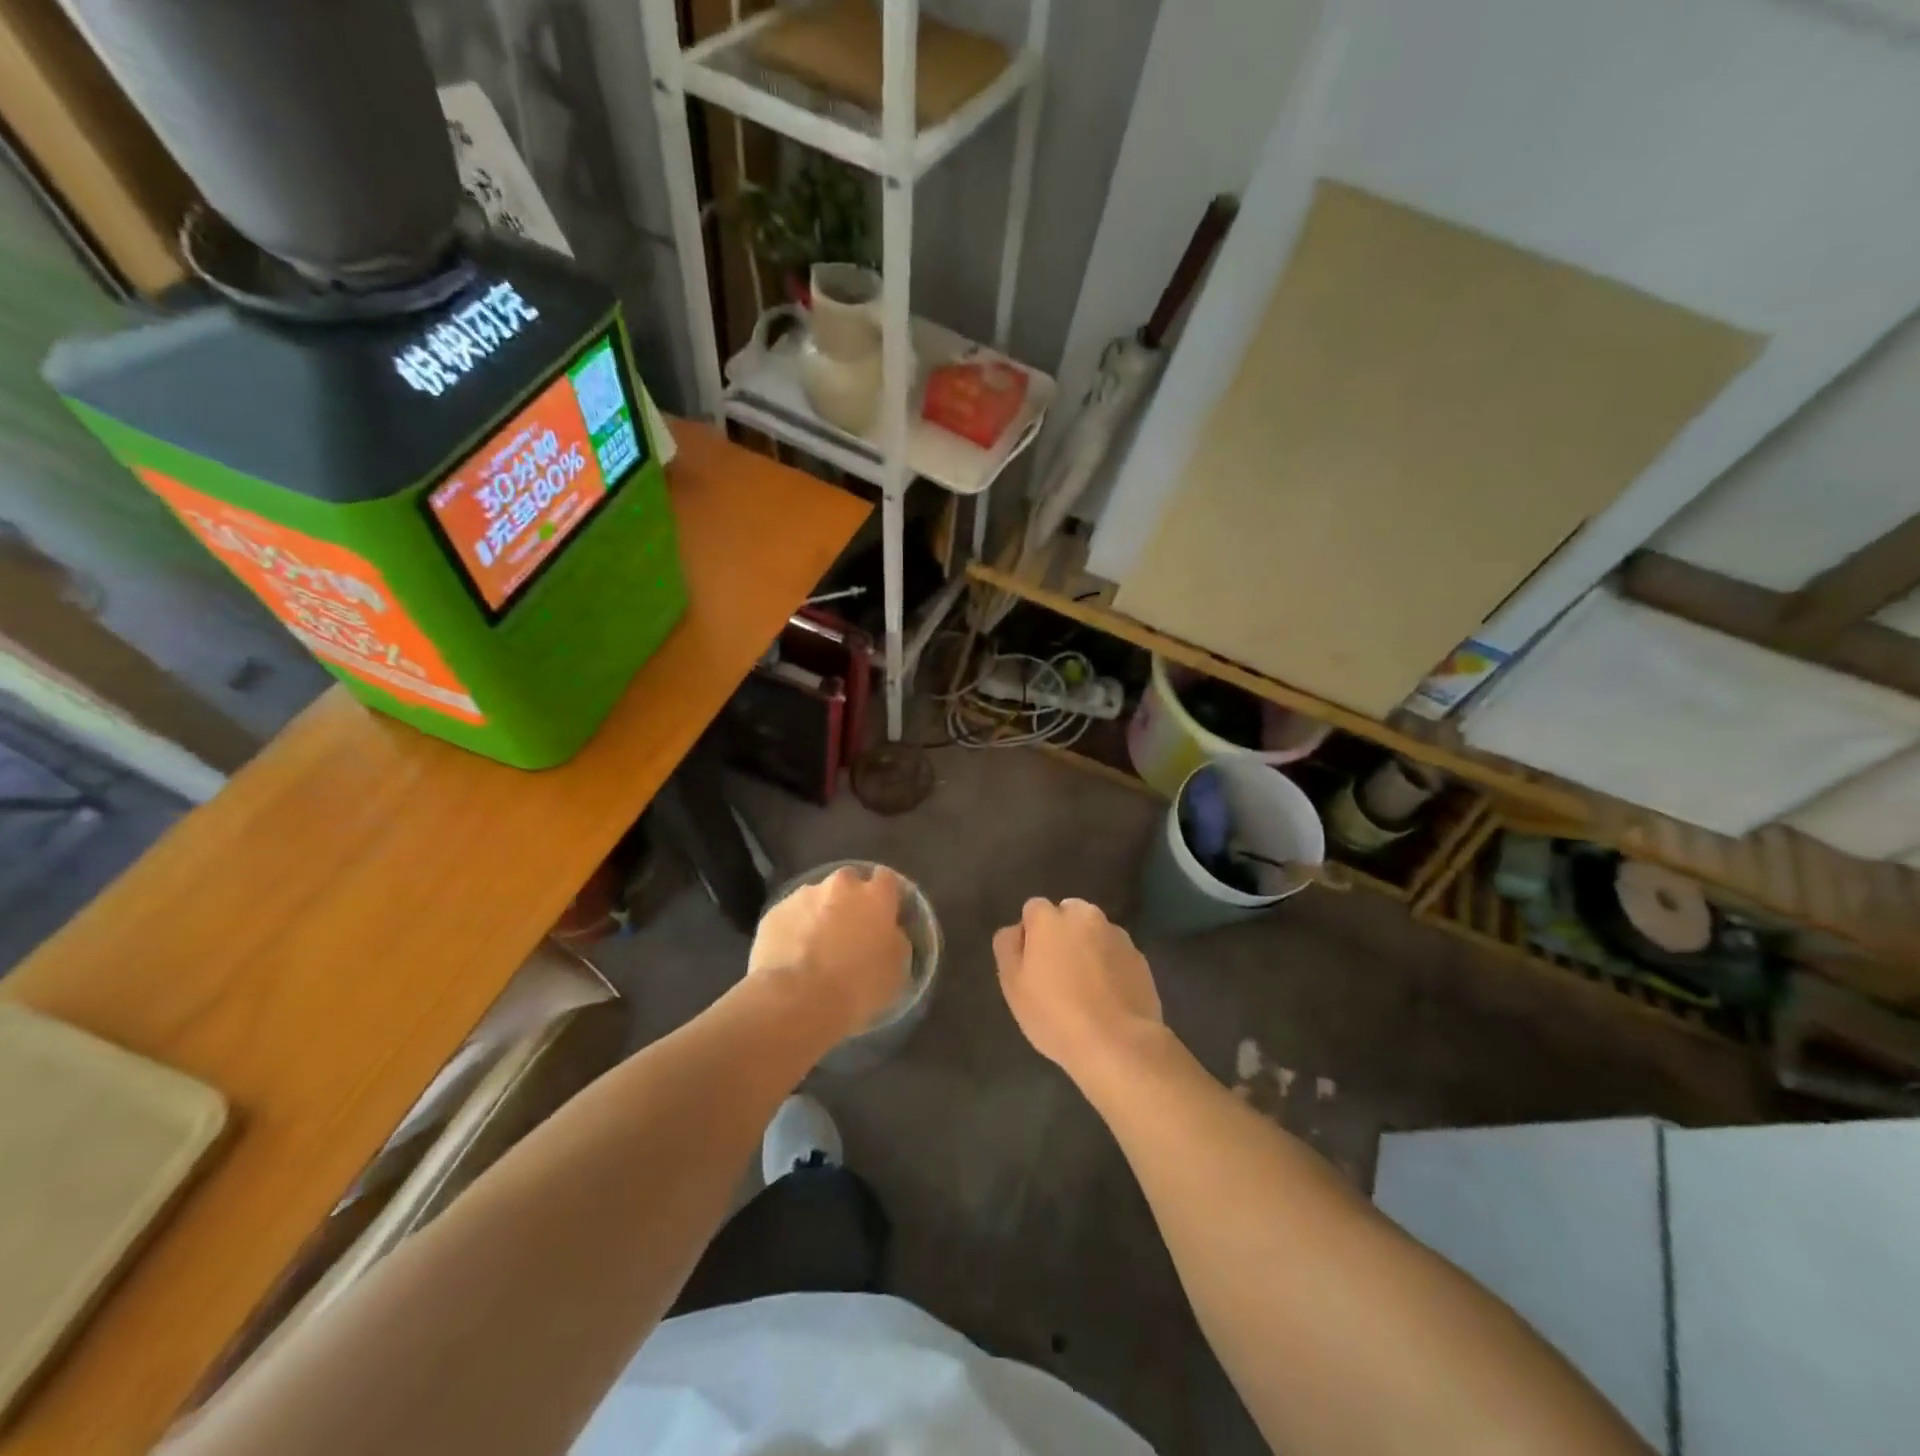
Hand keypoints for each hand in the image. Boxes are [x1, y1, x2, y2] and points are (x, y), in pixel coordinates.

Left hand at [749, 865, 910, 1047]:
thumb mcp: (897, 968)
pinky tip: (792, 956)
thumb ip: (896, 939)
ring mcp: (804, 895)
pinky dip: (794, 929)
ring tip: (815, 948)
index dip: (885, 897)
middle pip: (849, 882)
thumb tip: (889, 932)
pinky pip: (791, 916)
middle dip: (850, 900)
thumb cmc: (858, 986)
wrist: (797, 1000)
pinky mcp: (775, 912)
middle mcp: (841, 885)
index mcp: (876, 895)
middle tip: (849, 931)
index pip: (886, 879)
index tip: (884, 916)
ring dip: (820, 914)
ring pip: (817, 898)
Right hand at [993, 898, 1164, 1084]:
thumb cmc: (1055, 1014)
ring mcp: (1117, 935)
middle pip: (1068, 914)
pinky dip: (1110, 966)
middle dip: (1061, 934)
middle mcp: (1085, 916)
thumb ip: (1008, 947)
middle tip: (1058, 973)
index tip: (1032, 964)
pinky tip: (1107, 997)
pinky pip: (1116, 954)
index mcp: (1050, 918)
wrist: (1117, 1043)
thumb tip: (1017, 931)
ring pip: (1094, 933)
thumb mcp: (1012, 985)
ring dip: (1088, 948)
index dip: (1030, 934)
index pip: (1033, 909)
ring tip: (1086, 988)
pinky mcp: (1140, 958)